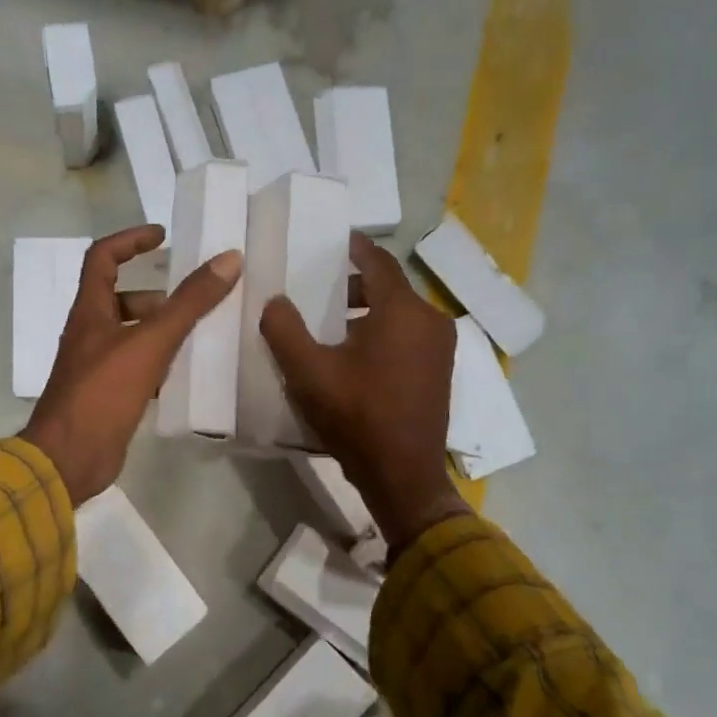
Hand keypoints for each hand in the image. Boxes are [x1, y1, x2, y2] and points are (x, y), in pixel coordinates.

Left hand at [23, 225, 242, 504]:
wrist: (69, 459)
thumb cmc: (103, 393)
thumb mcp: (150, 342)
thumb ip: (189, 303)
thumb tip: (227, 259)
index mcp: (90, 311)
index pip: (103, 257)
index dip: (131, 240)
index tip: (163, 236)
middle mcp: (91, 333)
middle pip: (122, 298)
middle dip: (159, 295)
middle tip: (196, 299)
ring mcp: (97, 366)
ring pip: (133, 335)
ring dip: (164, 330)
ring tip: (202, 335)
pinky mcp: (109, 395)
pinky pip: (139, 367)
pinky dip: (162, 363)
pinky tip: (188, 373)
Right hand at [260, 233, 469, 550]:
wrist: (402, 477)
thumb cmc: (356, 417)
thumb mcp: (308, 373)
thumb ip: (284, 329)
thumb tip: (275, 300)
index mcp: (403, 311)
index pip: (378, 261)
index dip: (355, 246)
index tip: (334, 239)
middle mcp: (430, 320)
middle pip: (389, 287)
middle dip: (353, 284)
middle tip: (318, 290)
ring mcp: (441, 348)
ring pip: (400, 313)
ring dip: (367, 311)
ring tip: (330, 325)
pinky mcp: (440, 371)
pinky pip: (409, 335)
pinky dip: (384, 332)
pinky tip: (355, 354)